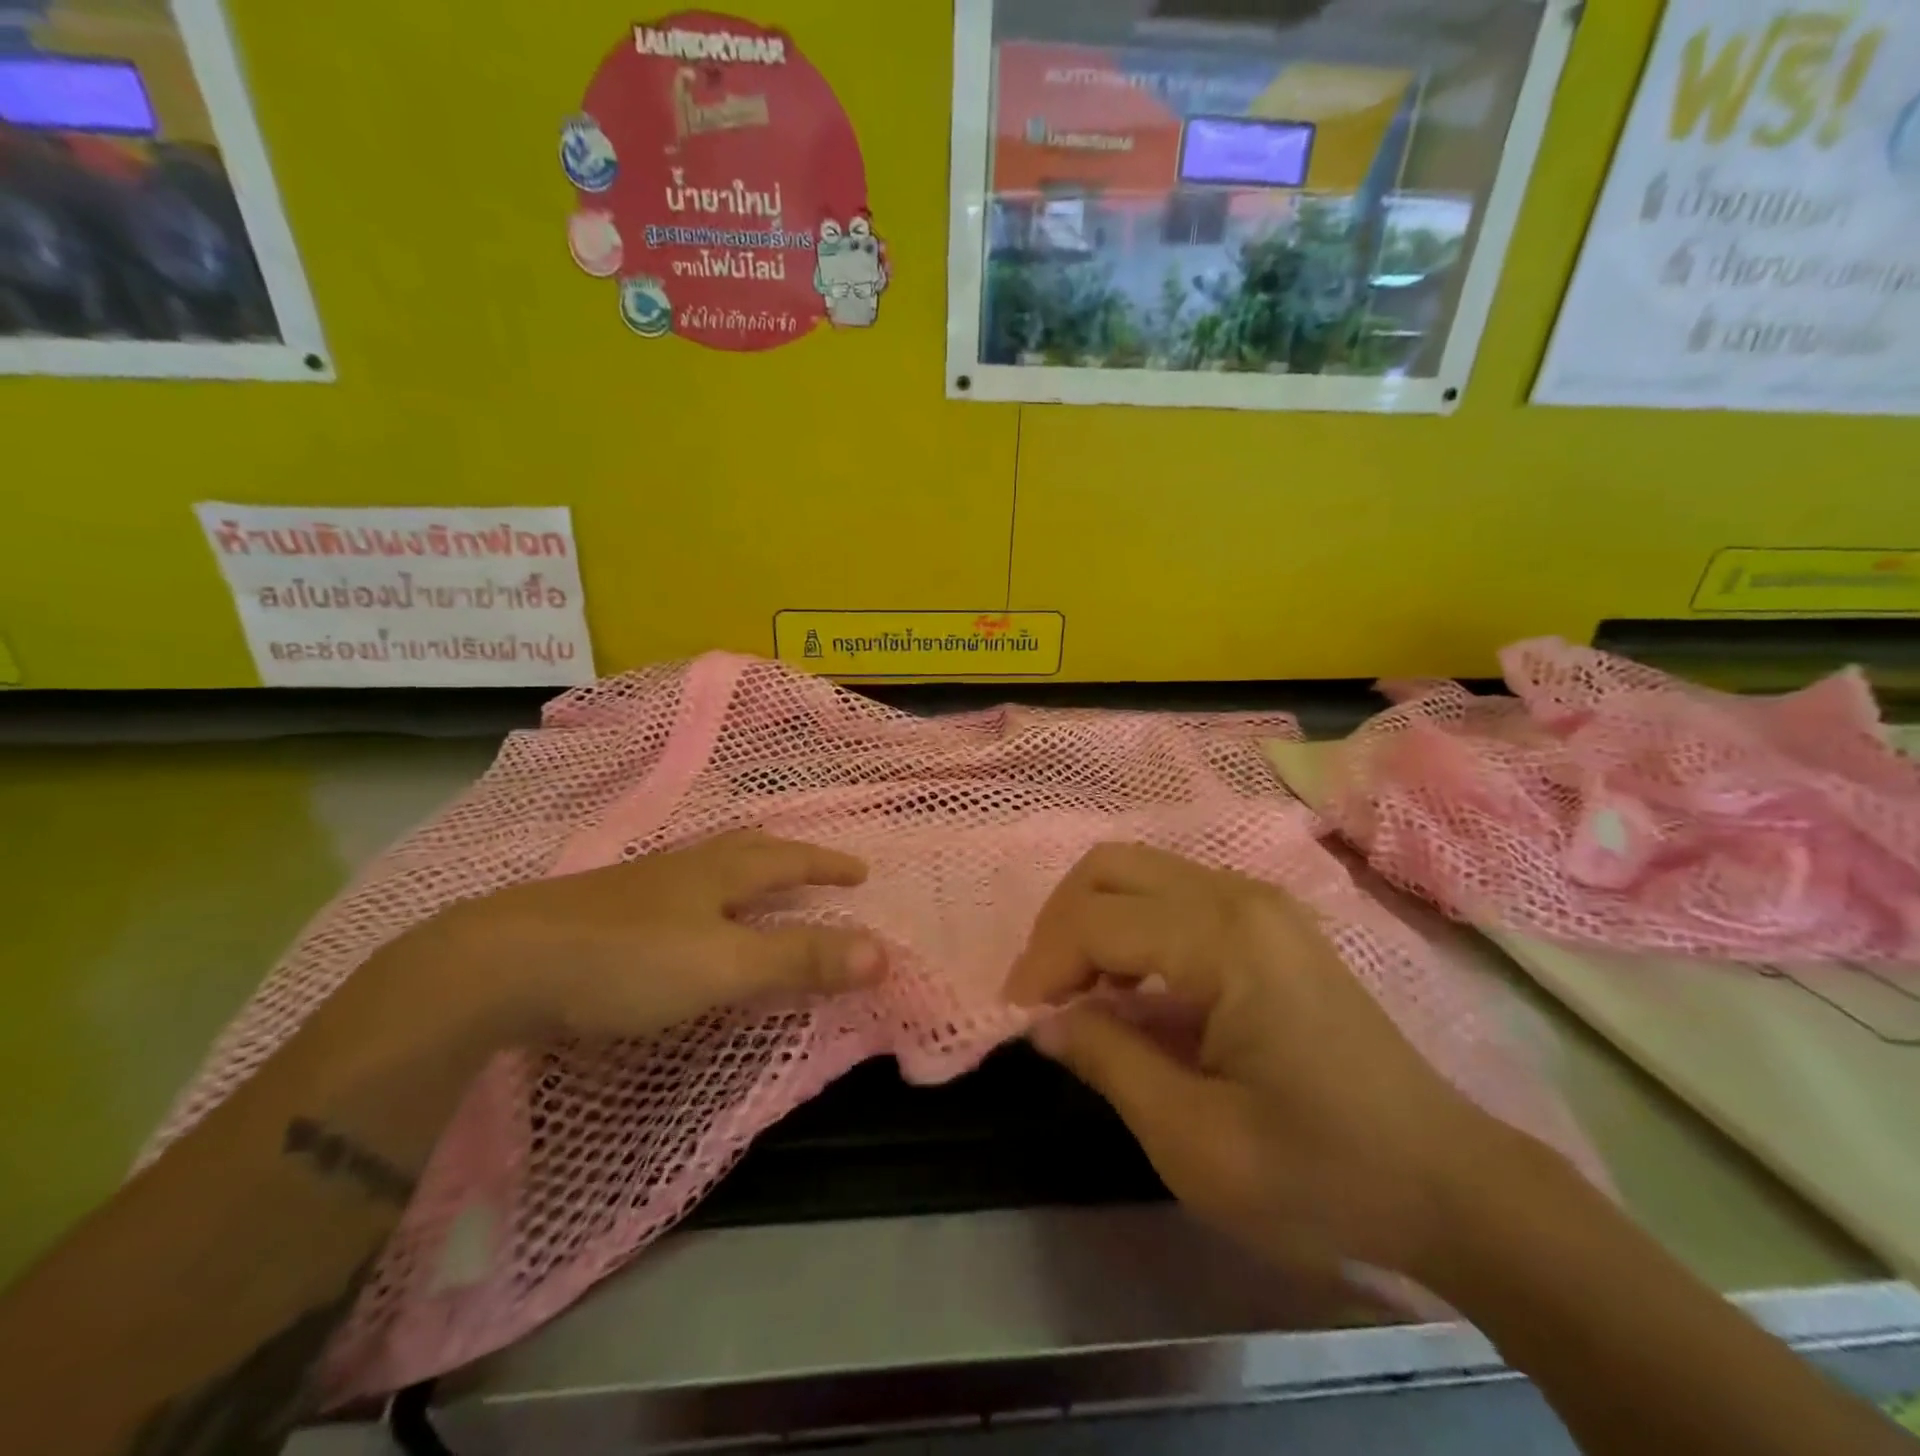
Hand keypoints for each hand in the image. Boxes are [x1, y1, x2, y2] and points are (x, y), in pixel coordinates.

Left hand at [403, 830, 886, 1043]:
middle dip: (785, 856)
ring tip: (754, 883)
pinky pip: (670, 892)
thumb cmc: (627, 961)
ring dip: (740, 871)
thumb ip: (800, 960)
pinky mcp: (599, 914)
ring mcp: (635, 888)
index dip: (826, 864)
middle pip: (744, 849)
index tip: (860, 871)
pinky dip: (699, 895)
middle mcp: (680, 869)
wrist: (498, 966)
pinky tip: (680, 916)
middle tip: (810, 865)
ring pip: (703, 867)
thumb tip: (883, 952)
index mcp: (716, 873)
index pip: (787, 858)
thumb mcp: (725, 965)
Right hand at [1004, 843, 1511, 1279]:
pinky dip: (1129, 924)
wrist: (1447, 1181)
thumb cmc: (1321, 1172)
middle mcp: (1239, 895)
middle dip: (1059, 925)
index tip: (1018, 1020)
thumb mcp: (1195, 1141)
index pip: (1096, 921)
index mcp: (1224, 940)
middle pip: (1110, 866)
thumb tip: (1042, 1021)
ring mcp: (1258, 900)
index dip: (1042, 966)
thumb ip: (1108, 1063)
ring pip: (1137, 870)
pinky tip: (1132, 986)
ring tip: (1080, 993)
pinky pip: (1171, 892)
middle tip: (1044, 995)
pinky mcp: (1268, 919)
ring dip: (1091, 921)